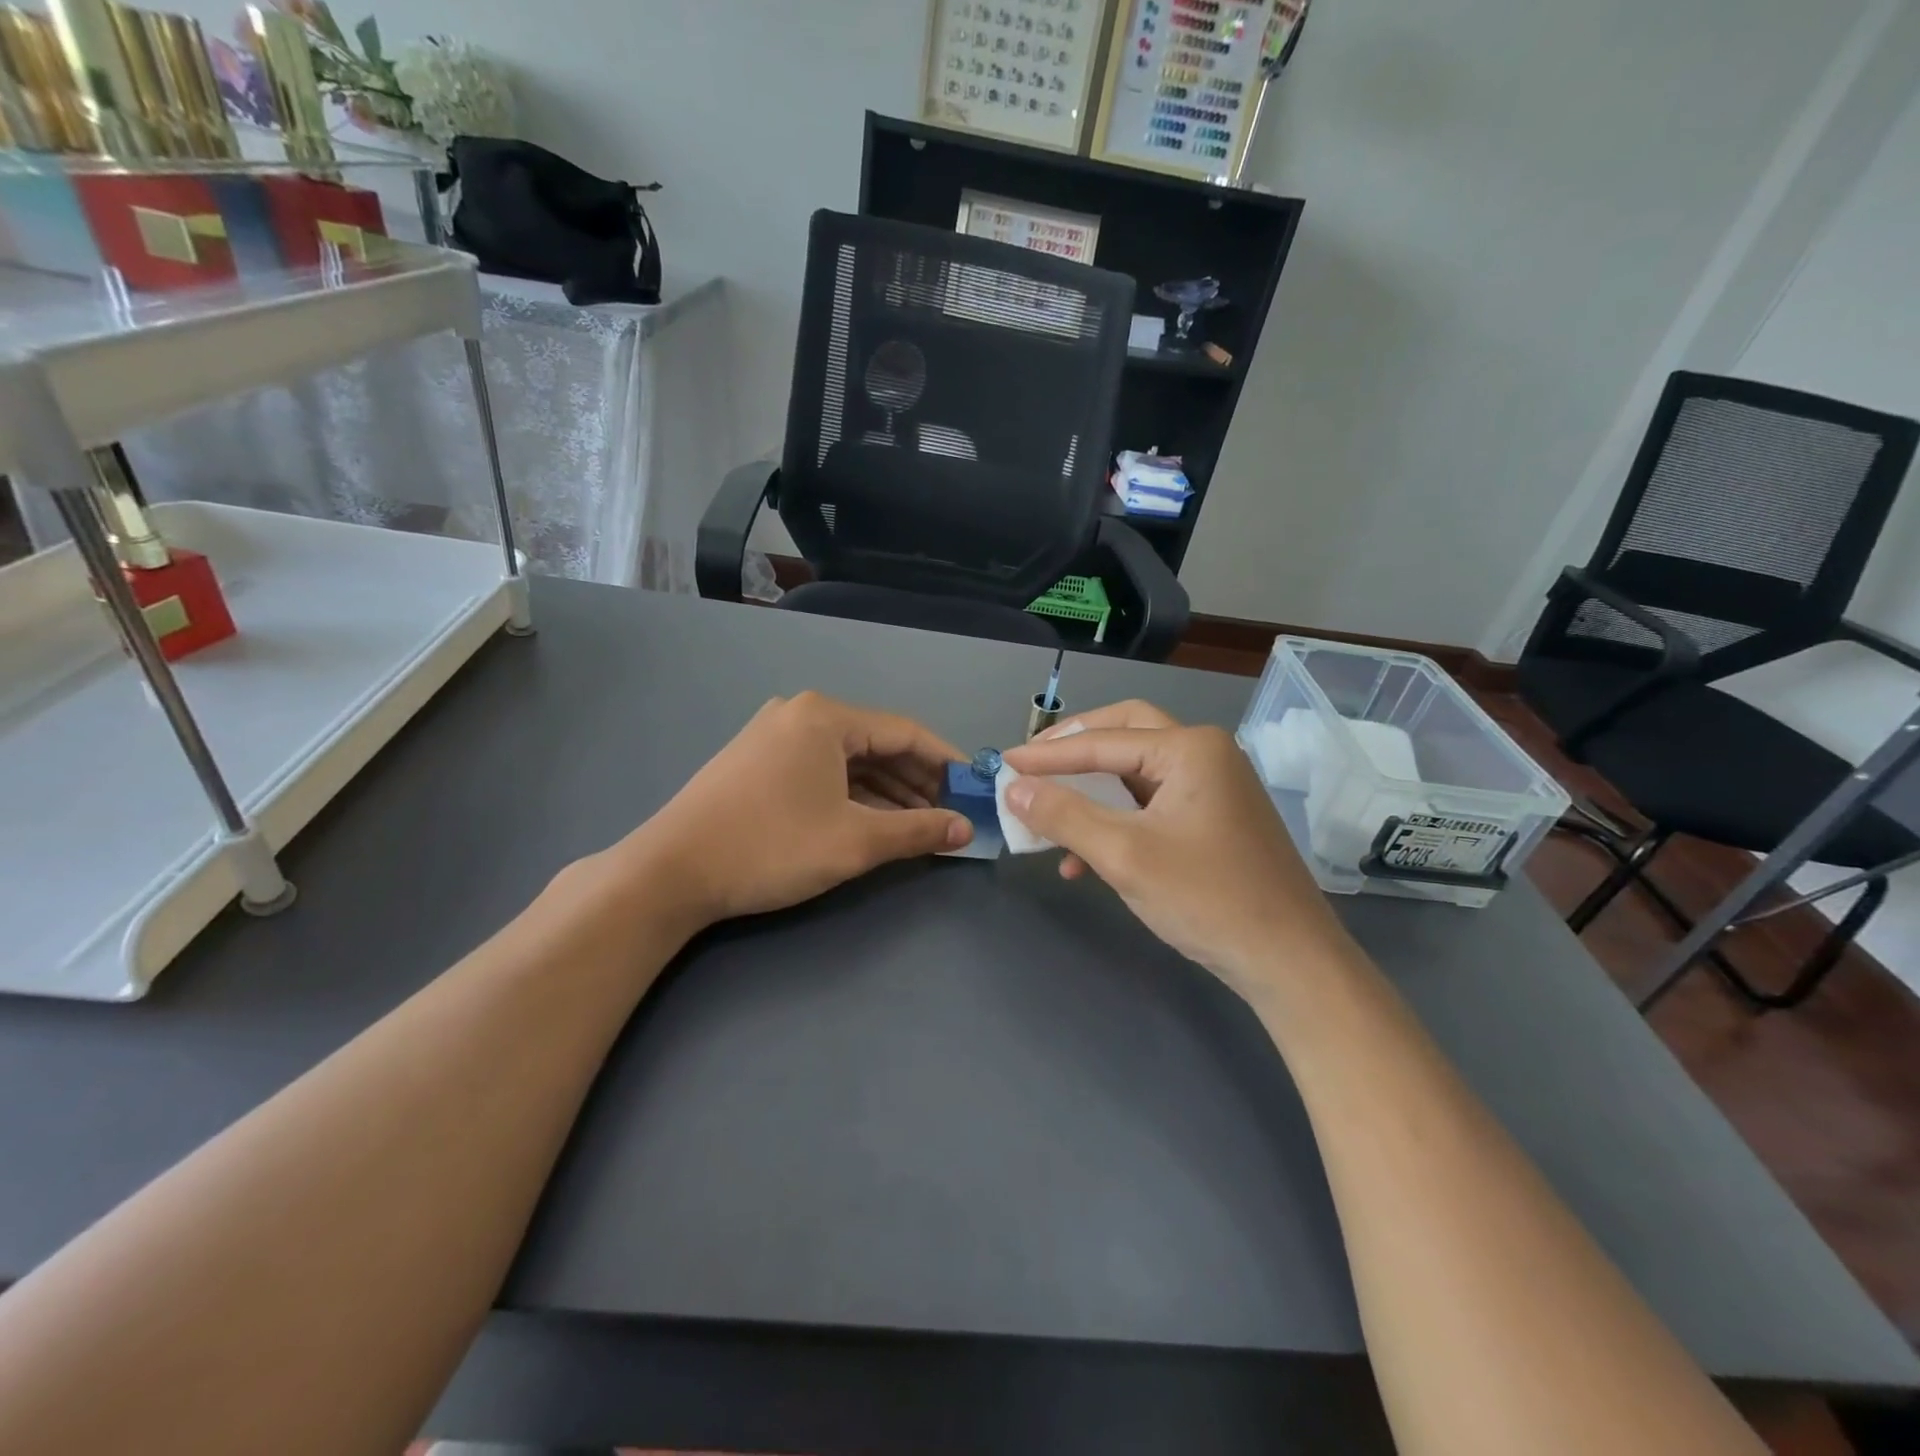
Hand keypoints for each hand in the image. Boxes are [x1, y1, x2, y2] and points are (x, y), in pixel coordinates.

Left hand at [610, 692, 971, 929]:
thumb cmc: (771, 847)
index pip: (905, 733)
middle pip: (876, 744)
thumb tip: (965, 829)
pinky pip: (821, 771)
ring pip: (848, 760)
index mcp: (826, 717)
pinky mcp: (756, 762)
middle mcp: (800, 714)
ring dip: (887, 791)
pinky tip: (873, 821)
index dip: (947, 762)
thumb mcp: (855, 841)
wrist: (670, 872)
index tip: (976, 789)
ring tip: (920, 824)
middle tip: (951, 813)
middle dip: (917, 781)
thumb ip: (917, 830)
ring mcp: (773, 737)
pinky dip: (852, 794)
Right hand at [1000, 701, 1355, 996]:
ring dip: (1092, 791)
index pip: (1102, 742)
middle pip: (1124, 735)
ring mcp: (1214, 787)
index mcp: (1190, 748)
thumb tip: (1014, 789)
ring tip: (1050, 815)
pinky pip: (1152, 805)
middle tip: (1034, 766)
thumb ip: (1064, 816)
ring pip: (1136, 773)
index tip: (1005, 762)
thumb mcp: (1124, 855)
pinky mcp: (1213, 819)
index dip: (1047, 755)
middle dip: (1074, 752)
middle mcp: (1205, 754)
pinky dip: (1116, 821)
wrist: (1289, 961)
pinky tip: (1085, 861)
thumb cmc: (1207, 898)